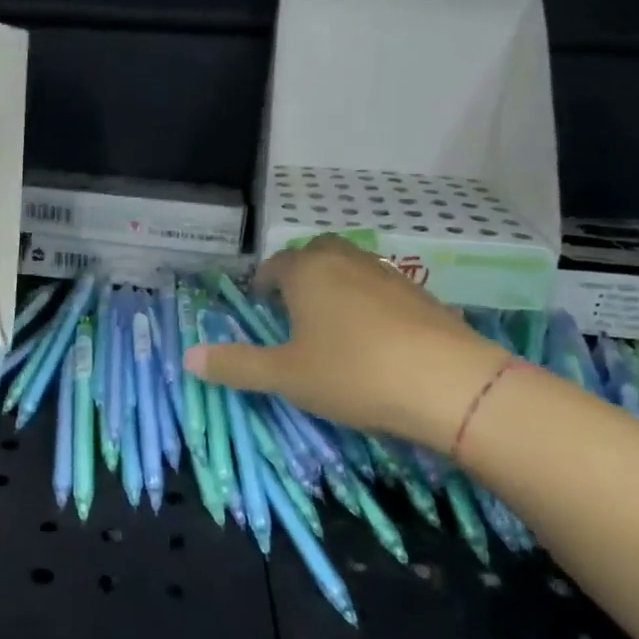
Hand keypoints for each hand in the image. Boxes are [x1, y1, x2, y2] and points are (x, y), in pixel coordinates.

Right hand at [183, 236, 508, 449]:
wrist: (450, 386)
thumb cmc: (352, 373)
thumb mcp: (284, 376)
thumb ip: (236, 365)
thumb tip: (188, 358)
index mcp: (307, 272)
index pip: (275, 264)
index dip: (262, 281)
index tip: (257, 303)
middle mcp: (347, 262)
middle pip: (317, 253)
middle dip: (300, 273)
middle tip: (291, 307)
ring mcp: (389, 276)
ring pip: (352, 268)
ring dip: (335, 286)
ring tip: (329, 325)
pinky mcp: (422, 297)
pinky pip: (381, 289)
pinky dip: (367, 304)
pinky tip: (371, 340)